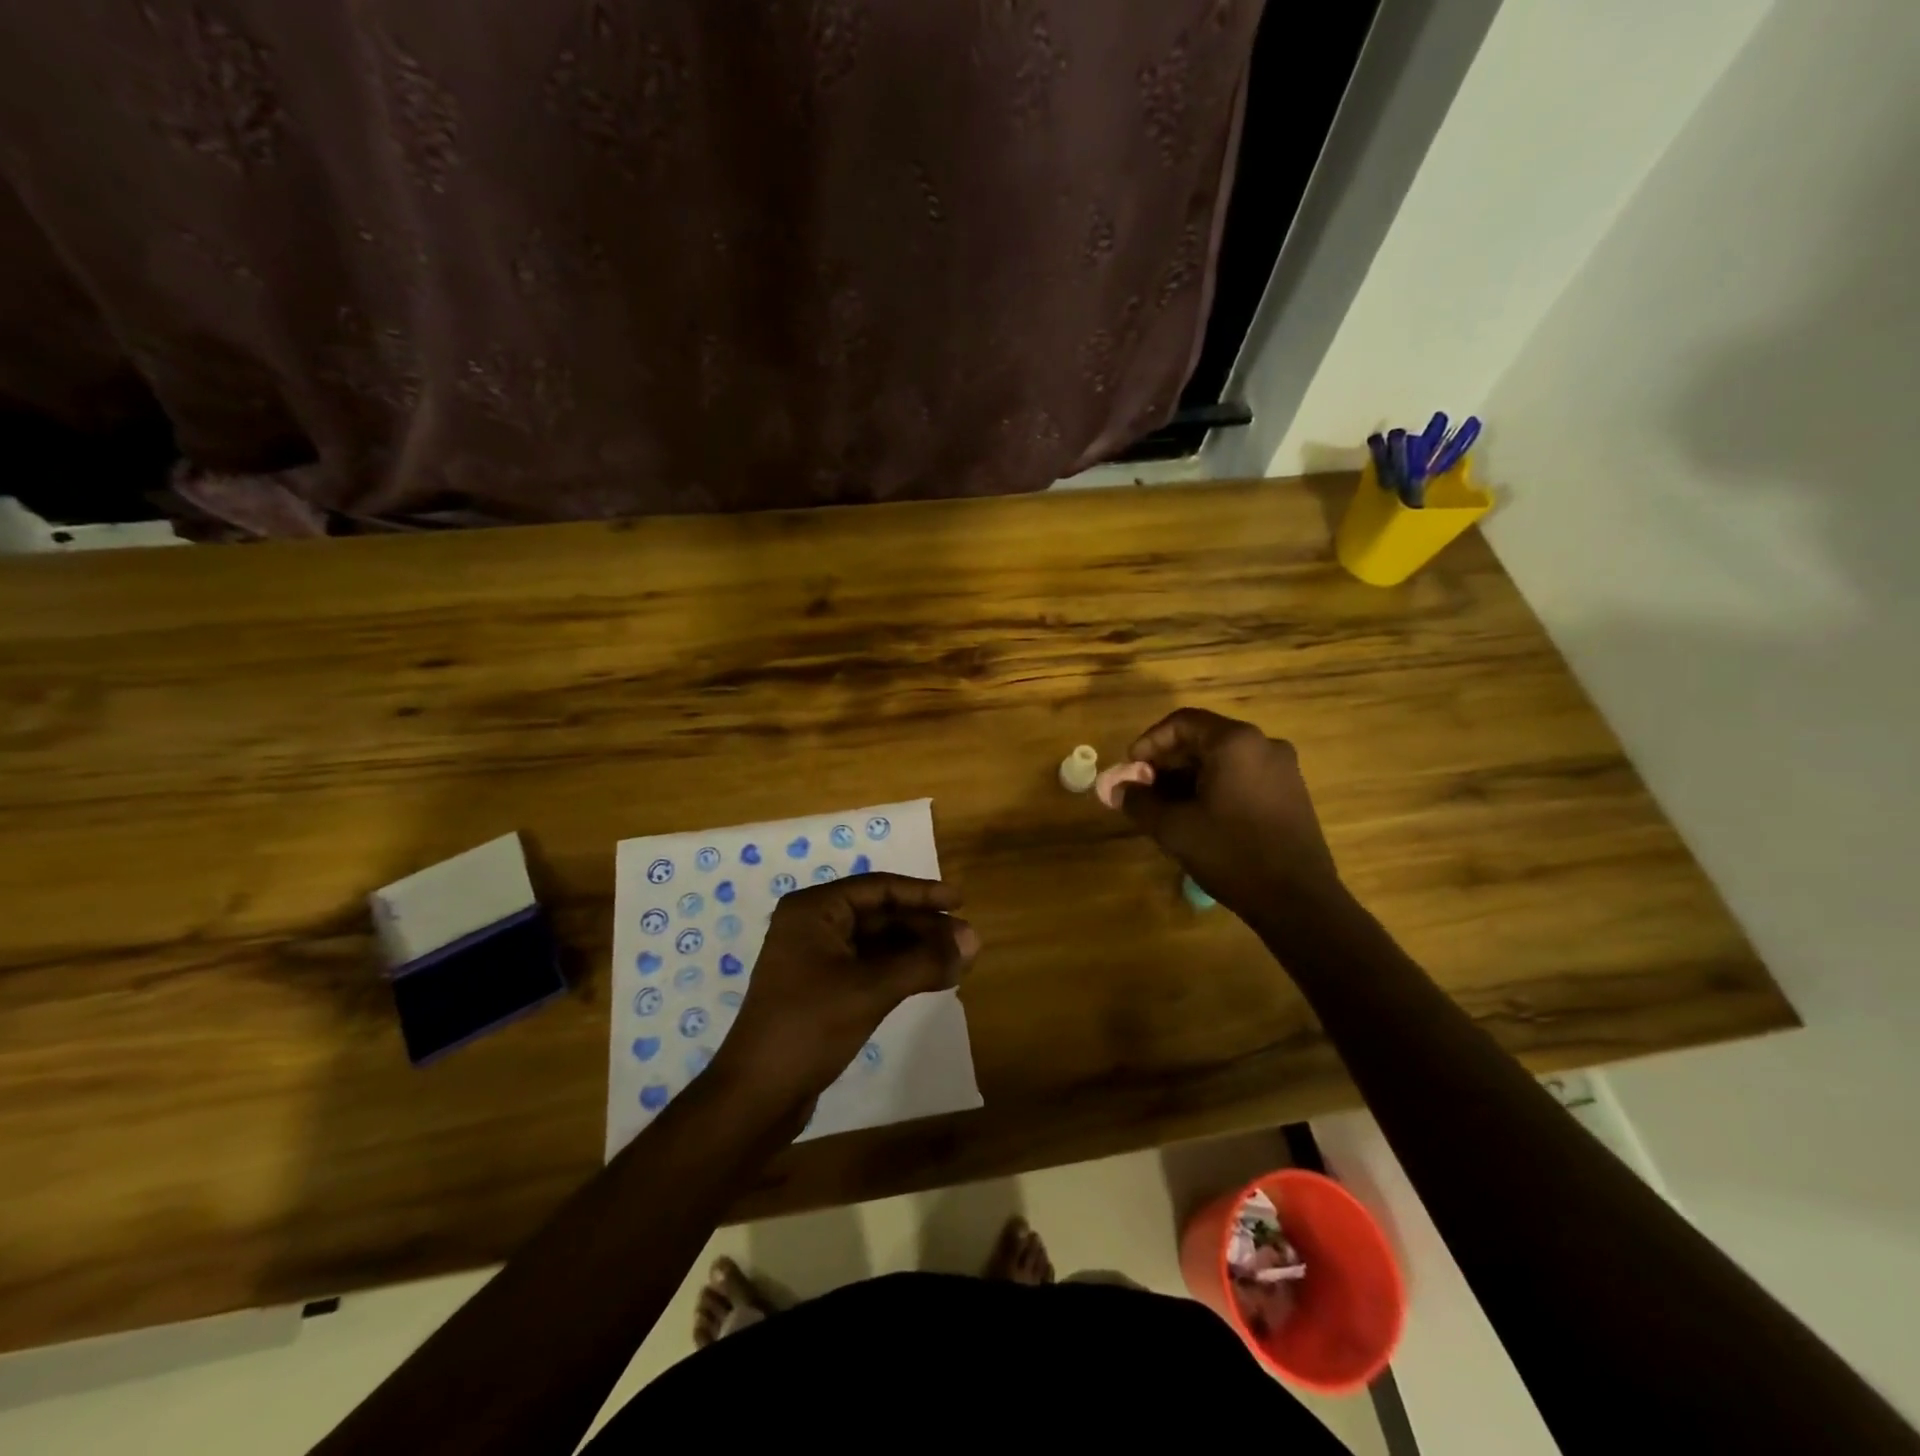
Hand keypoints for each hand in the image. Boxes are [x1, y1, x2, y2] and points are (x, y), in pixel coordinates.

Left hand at [713, 873, 978, 1110]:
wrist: (756, 1095)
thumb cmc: (809, 1027)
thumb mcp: (871, 989)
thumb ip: (924, 961)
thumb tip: (974, 941)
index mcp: (814, 910)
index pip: (879, 888)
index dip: (923, 893)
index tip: (961, 901)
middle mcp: (812, 925)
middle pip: (879, 914)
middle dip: (924, 927)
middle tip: (967, 941)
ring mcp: (814, 958)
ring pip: (876, 942)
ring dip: (915, 950)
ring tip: (958, 961)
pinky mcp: (820, 988)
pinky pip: (868, 966)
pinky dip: (899, 970)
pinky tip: (929, 978)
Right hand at [1116, 707, 1342, 919]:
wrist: (1298, 900)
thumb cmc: (1231, 853)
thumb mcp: (1173, 828)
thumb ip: (1139, 801)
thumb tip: (1116, 789)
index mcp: (1235, 742)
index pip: (1182, 722)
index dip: (1149, 743)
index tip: (1131, 770)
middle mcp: (1263, 744)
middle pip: (1204, 739)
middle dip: (1168, 762)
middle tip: (1144, 791)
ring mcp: (1283, 769)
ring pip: (1224, 760)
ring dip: (1190, 777)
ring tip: (1167, 808)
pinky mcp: (1292, 793)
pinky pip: (1244, 776)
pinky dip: (1216, 787)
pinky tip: (1201, 817)